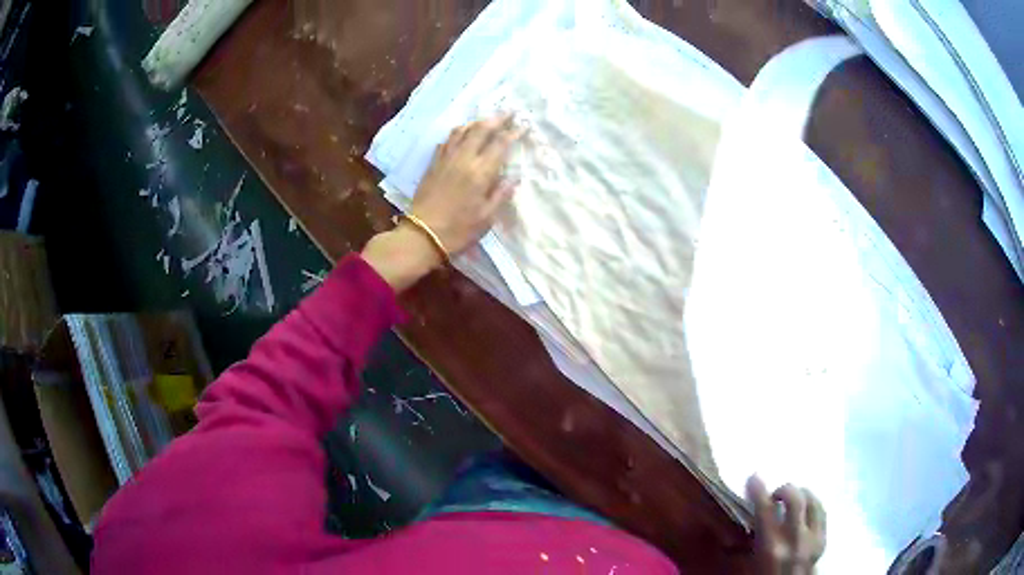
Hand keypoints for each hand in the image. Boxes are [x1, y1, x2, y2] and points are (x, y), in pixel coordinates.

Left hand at [410, 114, 523, 253]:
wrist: (422, 234)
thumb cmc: (459, 230)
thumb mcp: (486, 218)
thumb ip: (500, 195)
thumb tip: (514, 178)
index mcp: (480, 173)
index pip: (500, 145)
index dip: (512, 132)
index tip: (523, 124)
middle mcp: (463, 160)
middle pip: (481, 130)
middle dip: (496, 119)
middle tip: (508, 112)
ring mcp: (446, 159)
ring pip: (462, 131)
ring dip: (476, 122)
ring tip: (486, 120)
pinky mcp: (433, 164)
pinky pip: (447, 141)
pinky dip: (458, 133)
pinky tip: (462, 134)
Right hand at [747, 476, 826, 574]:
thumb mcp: (748, 567)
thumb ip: (749, 543)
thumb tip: (744, 520)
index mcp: (771, 548)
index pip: (765, 510)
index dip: (759, 489)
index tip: (754, 477)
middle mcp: (795, 539)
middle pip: (796, 498)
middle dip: (785, 489)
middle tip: (774, 495)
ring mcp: (813, 540)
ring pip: (813, 501)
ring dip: (802, 494)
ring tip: (792, 499)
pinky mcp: (823, 541)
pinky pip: (822, 513)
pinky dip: (813, 505)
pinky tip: (806, 509)